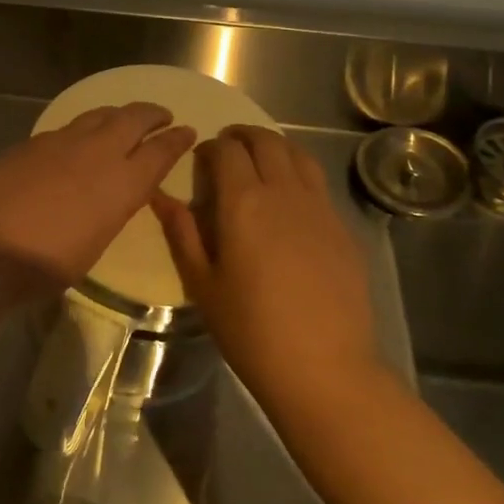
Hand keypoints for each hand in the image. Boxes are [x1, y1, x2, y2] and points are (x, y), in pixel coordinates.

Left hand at [0, 103, 195, 286]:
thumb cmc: (49, 263)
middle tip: (162, 116)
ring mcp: (63, 141)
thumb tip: (115, 191)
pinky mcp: (34, 141)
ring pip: (100, 114)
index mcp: (122, 183)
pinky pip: (68, 126)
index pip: (161, 151)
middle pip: (134, 118)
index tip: (187, 131)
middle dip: (153, 114)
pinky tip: (78, 140)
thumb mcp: (97, 242)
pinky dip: (83, 128)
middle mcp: (98, 152)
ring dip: (118, 114)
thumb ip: (113, 207)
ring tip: (123, 119)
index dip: (177, 140)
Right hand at [152, 126, 379, 410]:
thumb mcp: (202, 283)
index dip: (211, 147)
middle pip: (266, 142)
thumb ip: (182, 233)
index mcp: (244, 202)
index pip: (227, 150)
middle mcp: (284, 192)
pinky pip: (318, 183)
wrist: (324, 367)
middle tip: (228, 148)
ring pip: (298, 155)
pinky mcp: (342, 227)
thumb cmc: (250, 329)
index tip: (201, 159)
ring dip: (274, 147)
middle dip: (243, 136)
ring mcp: (320, 208)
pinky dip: (299, 172)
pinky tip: (290, 198)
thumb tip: (160, 196)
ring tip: (260, 160)